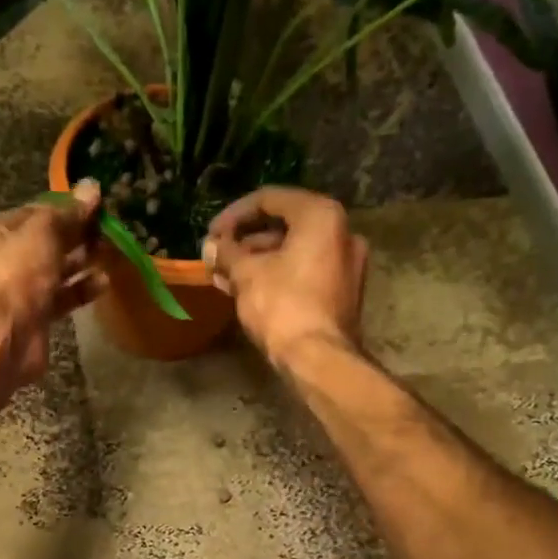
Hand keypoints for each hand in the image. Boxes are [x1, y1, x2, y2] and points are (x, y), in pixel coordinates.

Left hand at [0, 179, 108, 386]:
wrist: (6, 334)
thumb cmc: (17, 272)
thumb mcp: (44, 232)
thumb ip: (69, 212)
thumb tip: (92, 188)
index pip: (33, 213)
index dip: (63, 208)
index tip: (94, 206)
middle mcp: (1, 259)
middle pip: (45, 242)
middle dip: (75, 236)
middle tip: (106, 230)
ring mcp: (19, 290)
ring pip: (55, 271)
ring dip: (81, 263)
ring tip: (109, 253)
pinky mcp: (35, 316)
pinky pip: (62, 297)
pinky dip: (81, 289)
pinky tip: (104, 282)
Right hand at [202, 187, 368, 363]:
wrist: (319, 359)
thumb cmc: (282, 306)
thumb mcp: (246, 274)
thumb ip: (227, 253)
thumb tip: (211, 246)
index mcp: (321, 216)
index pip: (270, 199)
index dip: (234, 215)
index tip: (211, 234)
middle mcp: (342, 233)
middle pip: (284, 226)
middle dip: (245, 242)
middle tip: (217, 257)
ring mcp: (346, 264)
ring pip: (293, 252)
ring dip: (257, 261)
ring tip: (224, 277)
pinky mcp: (342, 293)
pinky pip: (304, 273)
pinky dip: (277, 276)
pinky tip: (247, 290)